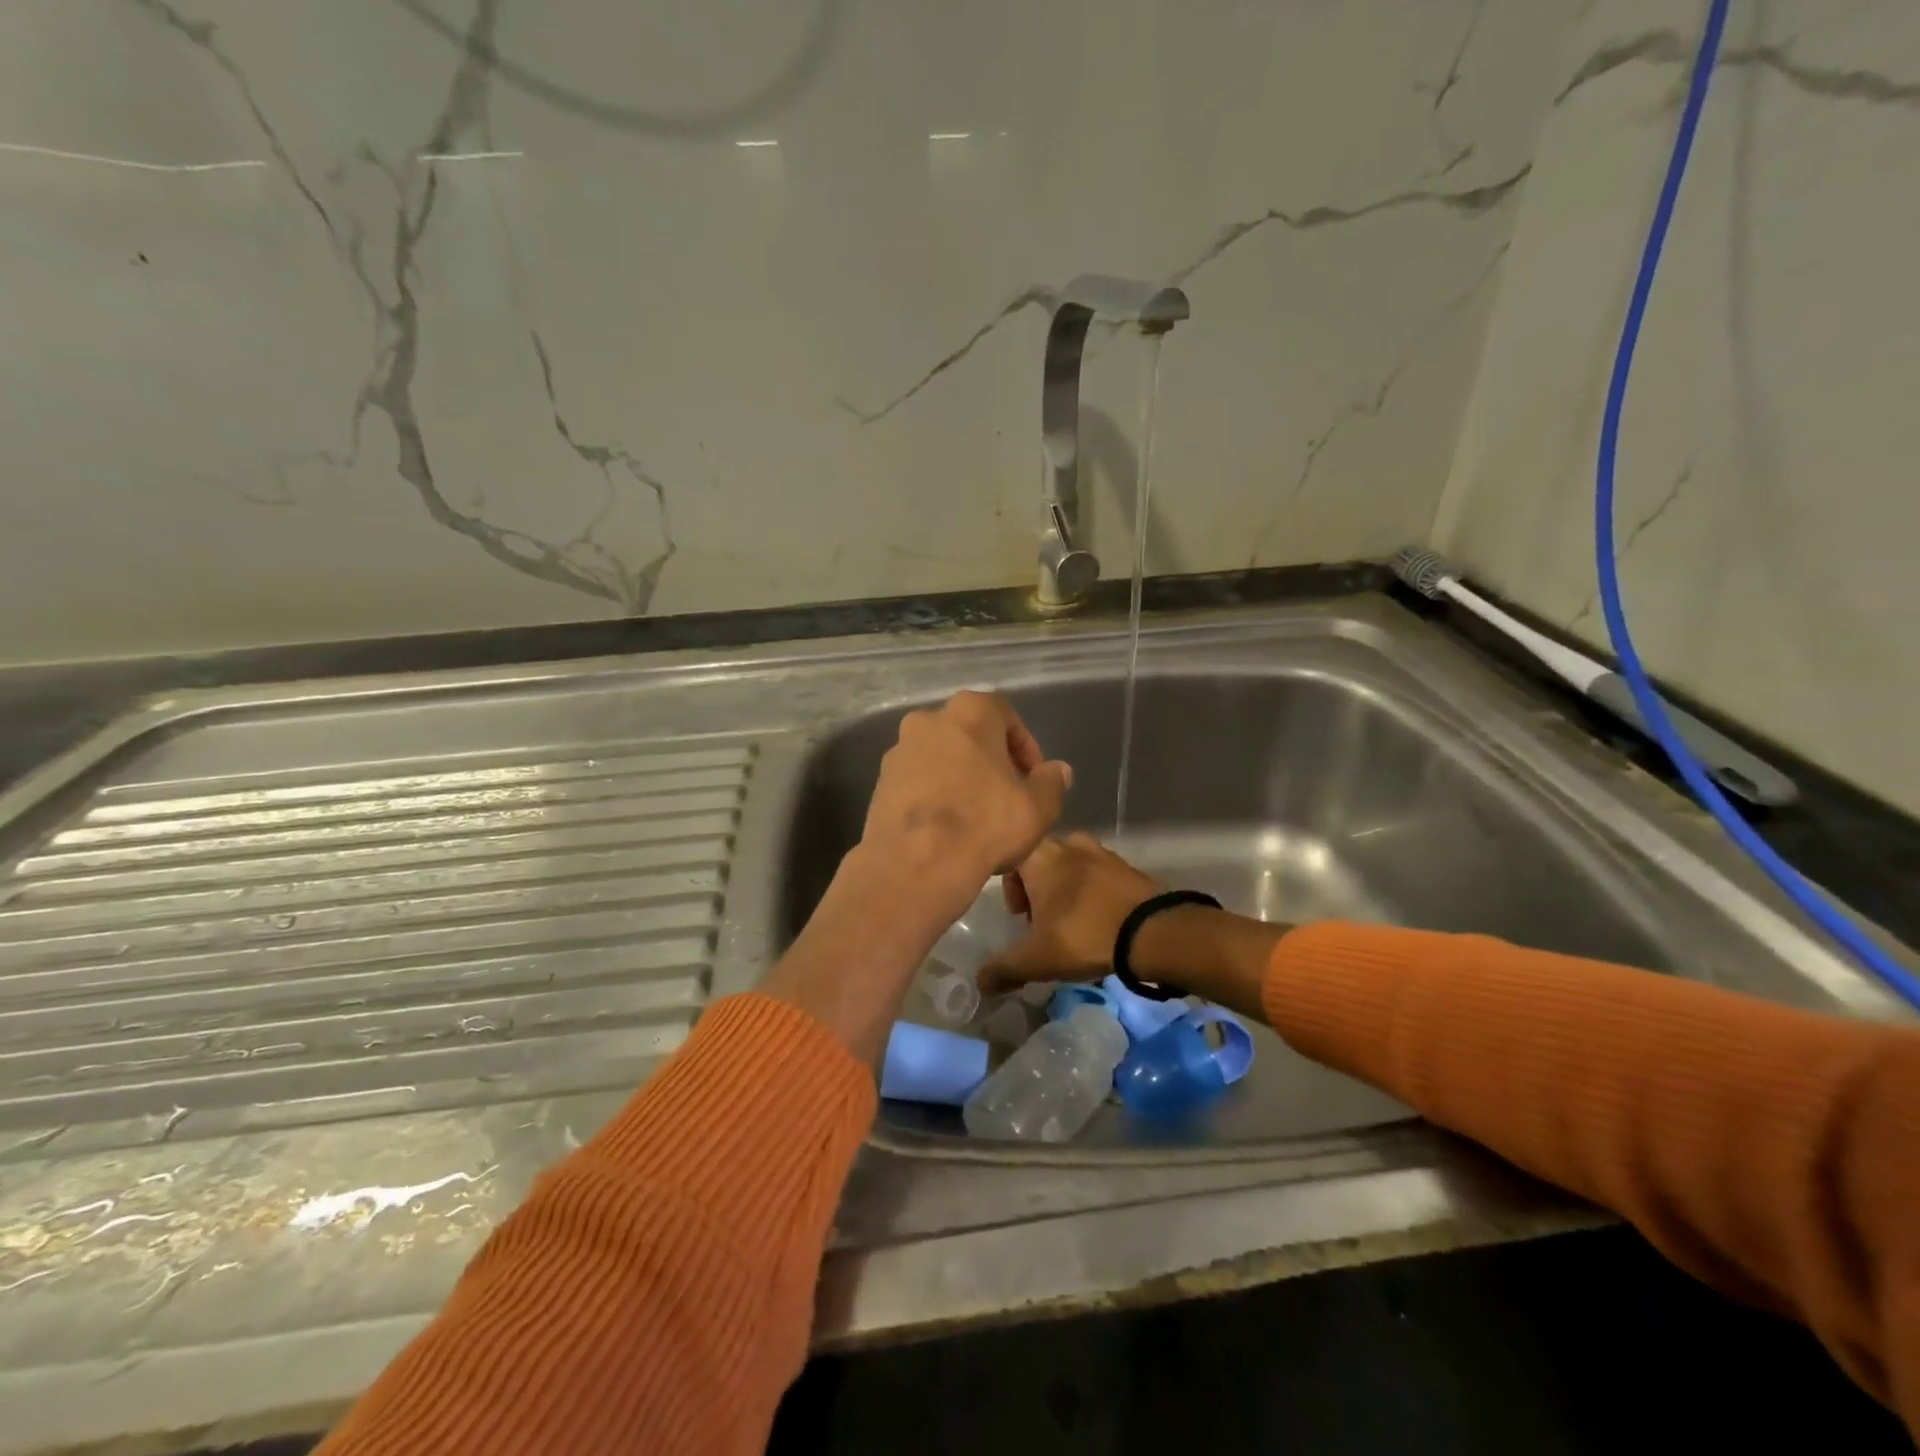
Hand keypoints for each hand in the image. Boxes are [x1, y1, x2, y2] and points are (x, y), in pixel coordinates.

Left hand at [858, 691, 1073, 921]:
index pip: (1006, 716)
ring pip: (941, 758)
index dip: (1025, 748)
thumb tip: (1057, 771)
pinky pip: (918, 782)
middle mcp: (928, 719)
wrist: (913, 865)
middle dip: (991, 761)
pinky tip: (947, 828)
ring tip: (977, 817)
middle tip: (1008, 795)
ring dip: (960, 778)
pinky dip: (934, 796)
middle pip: (970, 735)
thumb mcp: (1037, 807)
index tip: (1033, 778)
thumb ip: (1052, 782)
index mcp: (969, 712)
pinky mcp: (880, 783)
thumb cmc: (984, 825)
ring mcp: (898, 751)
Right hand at [981, 833, 1162, 992]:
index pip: (1010, 859)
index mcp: (1039, 856)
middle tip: (1042, 922)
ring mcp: (1100, 851)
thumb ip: (1003, 969)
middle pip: (1040, 861)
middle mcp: (1067, 843)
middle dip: (1037, 889)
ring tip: (1072, 921)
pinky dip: (1092, 891)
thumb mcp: (1036, 960)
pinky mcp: (1126, 865)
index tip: (1018, 916)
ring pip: (1070, 865)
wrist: (1152, 931)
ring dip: (1065, 888)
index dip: (1009, 888)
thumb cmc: (1083, 935)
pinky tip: (1098, 919)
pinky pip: (1097, 873)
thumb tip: (981, 983)